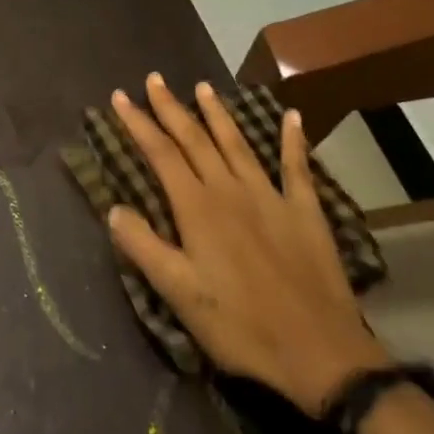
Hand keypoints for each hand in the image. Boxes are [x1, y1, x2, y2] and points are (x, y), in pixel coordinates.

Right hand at [107, 73, 387, 411]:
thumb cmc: (240, 326)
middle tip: (154, 79)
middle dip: (171, 108)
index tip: (119, 97)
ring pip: (238, 144)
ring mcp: (271, 197)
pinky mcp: (305, 212)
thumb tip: (114, 208)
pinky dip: (293, 140)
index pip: (161, 153)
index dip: (138, 123)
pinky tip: (293, 116)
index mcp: (198, 208)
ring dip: (219, 114)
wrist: (319, 354)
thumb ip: (144, 247)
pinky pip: (296, 167)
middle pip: (195, 139)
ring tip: (203, 88)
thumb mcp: (179, 294)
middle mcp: (231, 191)